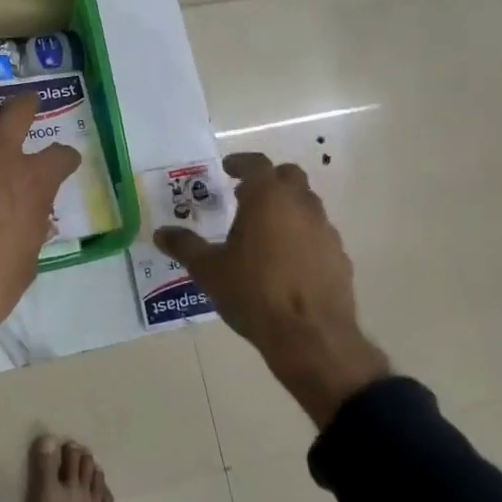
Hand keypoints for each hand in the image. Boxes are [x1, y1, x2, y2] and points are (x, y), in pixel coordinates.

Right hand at [154, 153, 389, 428]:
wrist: (311, 338)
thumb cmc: (254, 292)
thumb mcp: (208, 270)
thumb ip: (185, 246)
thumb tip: (161, 234)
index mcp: (268, 198)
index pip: (256, 164)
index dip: (241, 163)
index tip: (228, 169)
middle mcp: (301, 206)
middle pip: (289, 177)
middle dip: (268, 181)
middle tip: (246, 197)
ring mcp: (325, 231)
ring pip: (307, 205)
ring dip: (287, 208)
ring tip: (264, 232)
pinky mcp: (340, 258)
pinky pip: (319, 235)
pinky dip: (303, 236)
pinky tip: (287, 262)